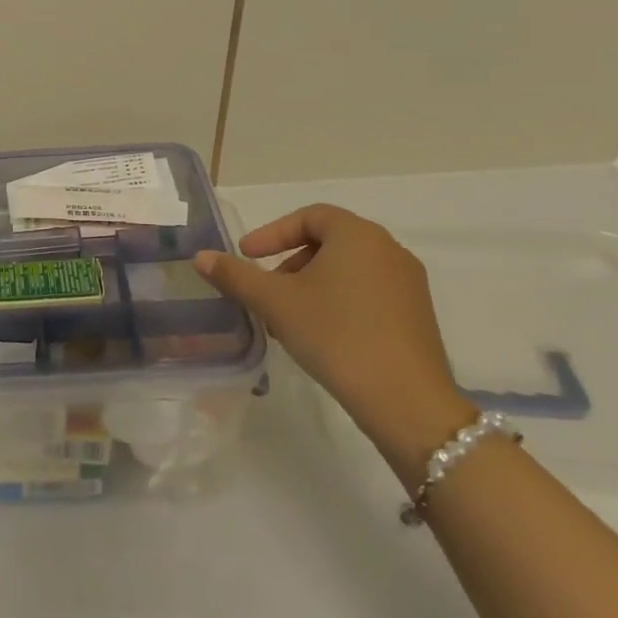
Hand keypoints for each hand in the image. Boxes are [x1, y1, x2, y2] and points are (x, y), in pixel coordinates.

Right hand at [195, 205, 474, 482]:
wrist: (406, 401)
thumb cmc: (336, 335)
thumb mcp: (275, 302)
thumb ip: (235, 275)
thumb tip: (201, 257)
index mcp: (357, 235)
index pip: (309, 216)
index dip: (272, 233)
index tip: (247, 256)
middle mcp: (388, 249)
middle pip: (328, 242)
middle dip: (289, 262)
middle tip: (266, 290)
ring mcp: (408, 283)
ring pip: (347, 270)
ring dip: (311, 285)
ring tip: (287, 318)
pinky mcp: (417, 315)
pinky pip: (367, 292)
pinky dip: (337, 301)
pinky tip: (320, 335)